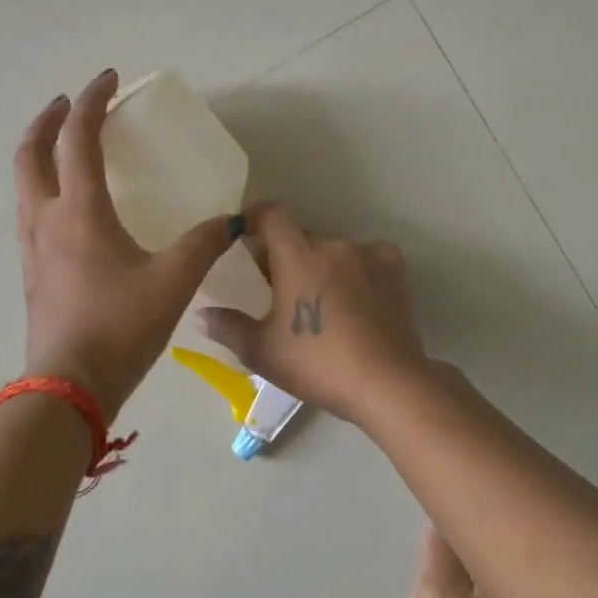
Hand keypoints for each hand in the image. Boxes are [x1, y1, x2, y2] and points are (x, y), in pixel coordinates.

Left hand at [13, 70, 238, 420]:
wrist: (69, 388)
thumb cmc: (120, 327)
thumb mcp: (174, 282)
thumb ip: (204, 244)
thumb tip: (232, 221)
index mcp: (80, 212)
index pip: (78, 138)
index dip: (92, 102)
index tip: (108, 79)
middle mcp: (47, 219)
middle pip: (31, 153)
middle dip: (49, 120)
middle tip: (71, 104)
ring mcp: (32, 246)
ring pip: (23, 182)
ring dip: (39, 152)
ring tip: (65, 145)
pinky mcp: (31, 271)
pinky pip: (29, 211)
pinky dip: (42, 187)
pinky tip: (67, 206)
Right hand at [197, 204, 429, 425]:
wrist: (386, 383)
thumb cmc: (317, 364)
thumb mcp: (262, 352)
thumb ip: (228, 327)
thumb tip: (202, 314)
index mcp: (298, 255)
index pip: (272, 214)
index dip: (255, 219)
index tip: (244, 236)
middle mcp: (334, 244)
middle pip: (302, 237)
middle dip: (286, 255)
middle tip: (279, 289)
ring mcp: (369, 254)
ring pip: (334, 250)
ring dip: (322, 265)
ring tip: (321, 302)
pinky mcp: (395, 270)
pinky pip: (367, 259)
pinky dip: (356, 272)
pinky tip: (356, 301)